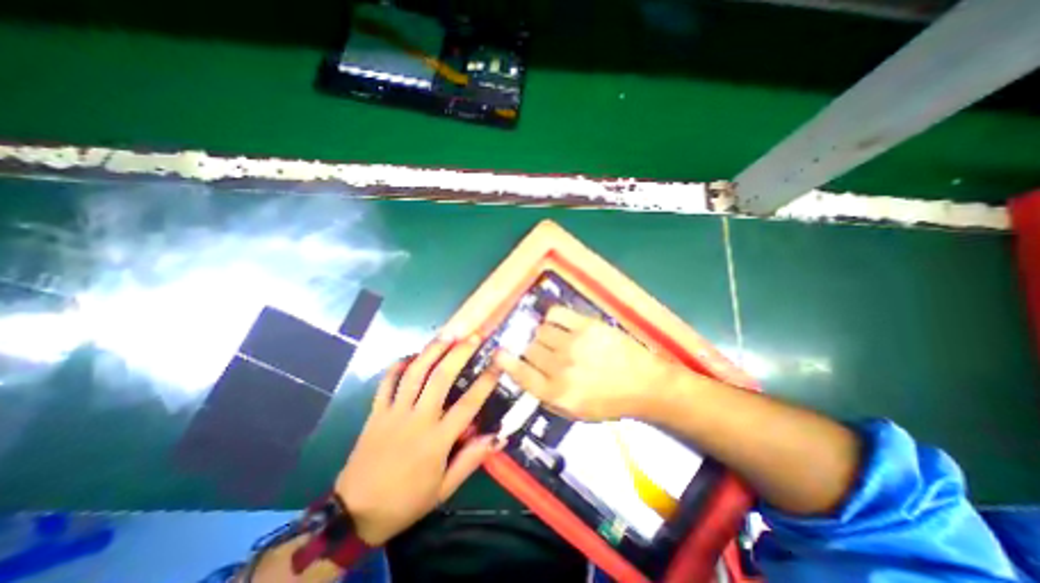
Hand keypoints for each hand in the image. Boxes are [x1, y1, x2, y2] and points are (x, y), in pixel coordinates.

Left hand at [335, 334, 500, 544]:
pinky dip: (397, 366)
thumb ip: (471, 460)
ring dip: (432, 351)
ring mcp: (394, 412)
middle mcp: (417, 419)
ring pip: (414, 373)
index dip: (486, 380)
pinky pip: (386, 382)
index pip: (469, 404)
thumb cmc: (405, 502)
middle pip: (441, 377)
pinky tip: (410, 355)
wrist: (353, 514)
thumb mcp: (444, 489)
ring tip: (447, 335)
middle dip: (459, 353)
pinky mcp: (375, 412)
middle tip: (473, 336)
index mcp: (437, 440)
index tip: (498, 362)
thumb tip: (499, 436)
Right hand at [495, 305, 674, 422]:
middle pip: (530, 349)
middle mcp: (561, 367)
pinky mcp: (586, 325)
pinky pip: (556, 314)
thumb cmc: (610, 401)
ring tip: (553, 338)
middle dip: (530, 350)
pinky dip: (550, 317)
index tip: (498, 353)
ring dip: (542, 335)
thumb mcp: (576, 411)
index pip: (521, 374)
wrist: (644, 383)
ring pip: (540, 331)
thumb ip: (547, 395)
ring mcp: (573, 343)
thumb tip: (527, 374)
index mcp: (558, 393)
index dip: (506, 362)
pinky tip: (556, 322)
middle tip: (541, 351)